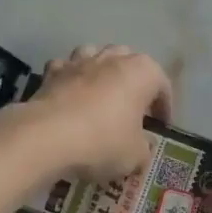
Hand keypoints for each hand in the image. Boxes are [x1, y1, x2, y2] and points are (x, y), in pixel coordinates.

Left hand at [14, 45, 172, 181]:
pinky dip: (70, 79)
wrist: (47, 137)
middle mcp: (112, 58)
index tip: (160, 126)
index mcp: (142, 72)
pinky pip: (66, 69)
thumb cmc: (102, 141)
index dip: (164, 107)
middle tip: (133, 109)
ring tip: (101, 95)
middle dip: (133, 82)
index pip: (162, 85)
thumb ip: (144, 149)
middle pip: (130, 62)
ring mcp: (80, 60)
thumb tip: (141, 148)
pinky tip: (69, 97)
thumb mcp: (135, 156)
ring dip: (101, 72)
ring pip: (96, 56)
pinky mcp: (52, 71)